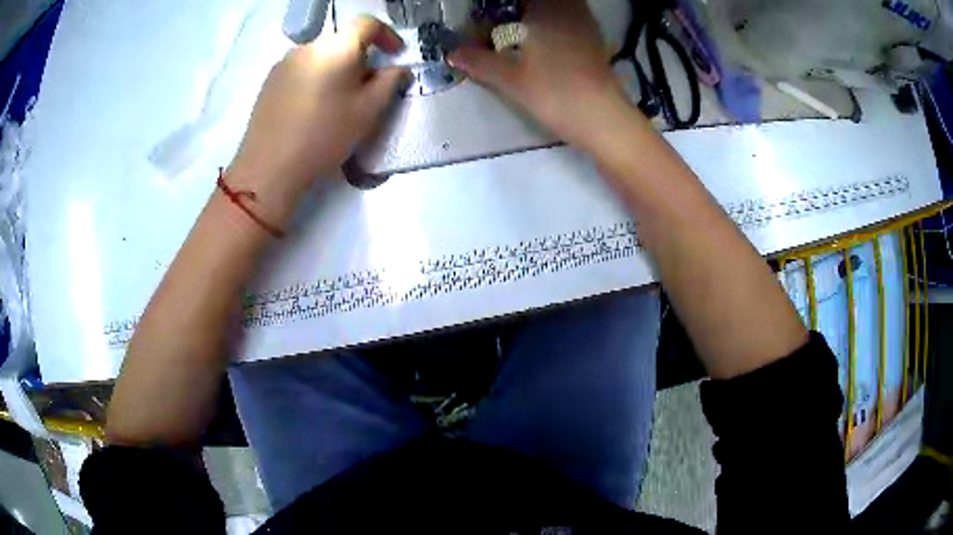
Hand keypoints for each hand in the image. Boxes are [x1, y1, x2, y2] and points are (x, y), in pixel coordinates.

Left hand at [228, 16, 409, 224]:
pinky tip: (312, 108)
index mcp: (336, 48)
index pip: (367, 23)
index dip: (387, 34)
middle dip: (360, 58)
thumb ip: (390, 82)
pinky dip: (315, 79)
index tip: (395, 54)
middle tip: (367, 87)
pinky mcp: (269, 82)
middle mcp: (308, 47)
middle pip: (342, 41)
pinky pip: (301, 70)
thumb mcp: (369, 111)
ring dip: (336, 69)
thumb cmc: (324, 135)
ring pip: (320, 57)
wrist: (269, 167)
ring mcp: (284, 63)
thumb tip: (398, 69)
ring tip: (337, 101)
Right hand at [448, 0, 633, 150]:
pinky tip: (541, 39)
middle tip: (498, 26)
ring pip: (557, 6)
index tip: (488, 19)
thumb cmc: (554, 93)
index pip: (516, 0)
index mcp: (544, 9)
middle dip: (516, 10)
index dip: (498, 7)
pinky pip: (569, 16)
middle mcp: (567, 8)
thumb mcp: (510, 78)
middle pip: (538, 2)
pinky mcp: (594, 37)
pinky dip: (552, 21)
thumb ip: (479, 61)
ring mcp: (584, 22)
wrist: (602, 118)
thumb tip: (452, 53)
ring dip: (535, 15)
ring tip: (517, 32)